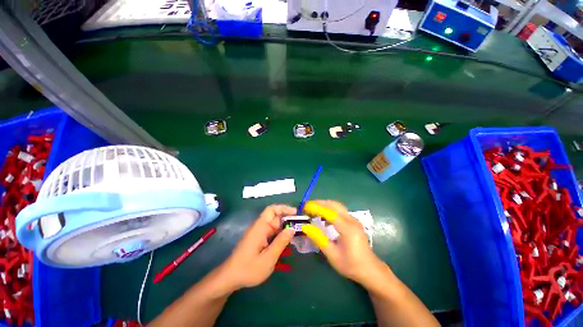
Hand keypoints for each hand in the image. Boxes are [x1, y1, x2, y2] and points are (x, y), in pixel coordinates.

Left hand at [217, 204, 295, 292]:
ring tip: (298, 236)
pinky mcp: (259, 240)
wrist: (230, 278)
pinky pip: (272, 234)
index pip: (272, 210)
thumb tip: (292, 228)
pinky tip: (288, 244)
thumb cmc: (248, 269)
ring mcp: (259, 234)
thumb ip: (281, 242)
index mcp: (260, 227)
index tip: (296, 213)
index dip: (284, 208)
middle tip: (301, 228)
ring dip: (286, 229)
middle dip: (288, 221)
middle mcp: (260, 227)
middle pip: (276, 218)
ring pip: (275, 226)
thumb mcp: (268, 258)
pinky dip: (281, 236)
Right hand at [302, 200, 387, 288]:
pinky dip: (330, 209)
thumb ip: (319, 239)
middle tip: (308, 205)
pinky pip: (340, 211)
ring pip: (338, 206)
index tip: (305, 207)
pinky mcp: (354, 222)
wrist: (370, 270)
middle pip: (334, 205)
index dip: (316, 208)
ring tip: (313, 208)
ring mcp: (354, 220)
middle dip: (320, 203)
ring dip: (325, 205)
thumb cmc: (351, 265)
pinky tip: (324, 216)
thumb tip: (306, 227)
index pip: (329, 213)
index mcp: (347, 228)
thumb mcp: (332, 255)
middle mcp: (351, 220)